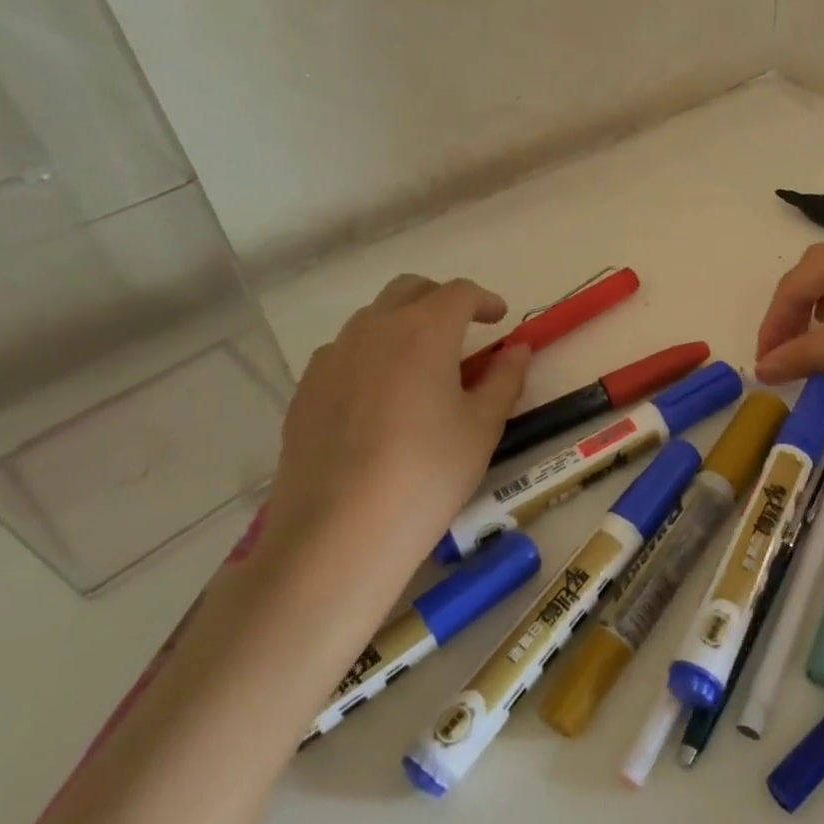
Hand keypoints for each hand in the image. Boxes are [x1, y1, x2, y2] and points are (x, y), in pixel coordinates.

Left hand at [264, 274, 529, 572]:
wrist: (338, 533)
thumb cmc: (428, 473)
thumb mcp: (483, 426)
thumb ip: (505, 379)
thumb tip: (517, 350)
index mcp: (424, 331)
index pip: (458, 293)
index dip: (484, 300)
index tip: (499, 319)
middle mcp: (374, 330)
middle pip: (410, 291)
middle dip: (441, 300)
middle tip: (463, 331)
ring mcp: (332, 358)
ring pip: (373, 319)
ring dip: (404, 325)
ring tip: (422, 366)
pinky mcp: (305, 390)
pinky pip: (343, 353)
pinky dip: (371, 356)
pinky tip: (381, 398)